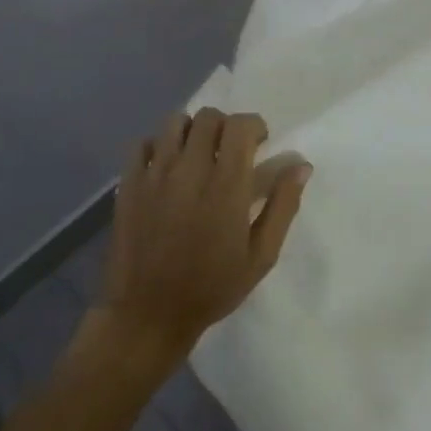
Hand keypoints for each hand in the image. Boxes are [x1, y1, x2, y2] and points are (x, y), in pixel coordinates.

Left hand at [96, 109, 310, 366]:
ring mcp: (154, 175)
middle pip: (208, 117)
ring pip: (174, 122)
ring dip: (193, 131)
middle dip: (226, 126)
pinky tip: (168, 168)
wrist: (148, 313)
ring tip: (199, 155)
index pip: (240, 125)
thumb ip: (283, 206)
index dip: (254, 126)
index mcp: (226, 185)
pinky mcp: (129, 185)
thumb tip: (301, 166)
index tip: (259, 145)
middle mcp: (189, 170)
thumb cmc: (212, 287)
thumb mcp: (262, 255)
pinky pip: (143, 143)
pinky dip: (160, 145)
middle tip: (231, 152)